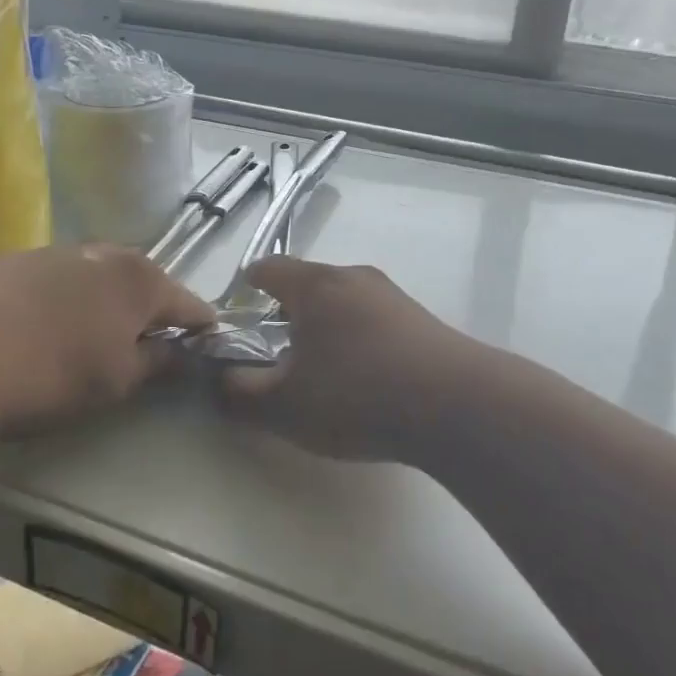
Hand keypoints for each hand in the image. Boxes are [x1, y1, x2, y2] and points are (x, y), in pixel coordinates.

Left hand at [0, 244, 212, 429]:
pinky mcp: (16, 259)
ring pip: (100, 276)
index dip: (200, 328)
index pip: (189, 303)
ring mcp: (57, 250)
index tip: (203, 348)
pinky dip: (67, 298)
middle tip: (145, 345)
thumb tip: (178, 352)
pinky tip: (45, 326)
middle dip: (151, 310)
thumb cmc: (51, 373)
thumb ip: (156, 363)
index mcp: (140, 279)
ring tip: (93, 336)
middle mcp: (104, 253)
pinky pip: (60, 277)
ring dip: (107, 301)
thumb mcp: (116, 381)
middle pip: (144, 282)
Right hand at [220, 255, 481, 464]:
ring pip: (345, 303)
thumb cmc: (356, 395)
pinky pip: (375, 321)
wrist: (457, 406)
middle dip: (288, 314)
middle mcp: (354, 278)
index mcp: (315, 285)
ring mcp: (393, 297)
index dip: (248, 287)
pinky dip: (360, 340)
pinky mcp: (423, 320)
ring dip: (327, 328)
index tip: (240, 313)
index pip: (270, 268)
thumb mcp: (284, 406)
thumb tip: (218, 380)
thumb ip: (239, 394)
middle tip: (277, 354)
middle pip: (309, 284)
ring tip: (323, 372)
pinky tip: (367, 380)